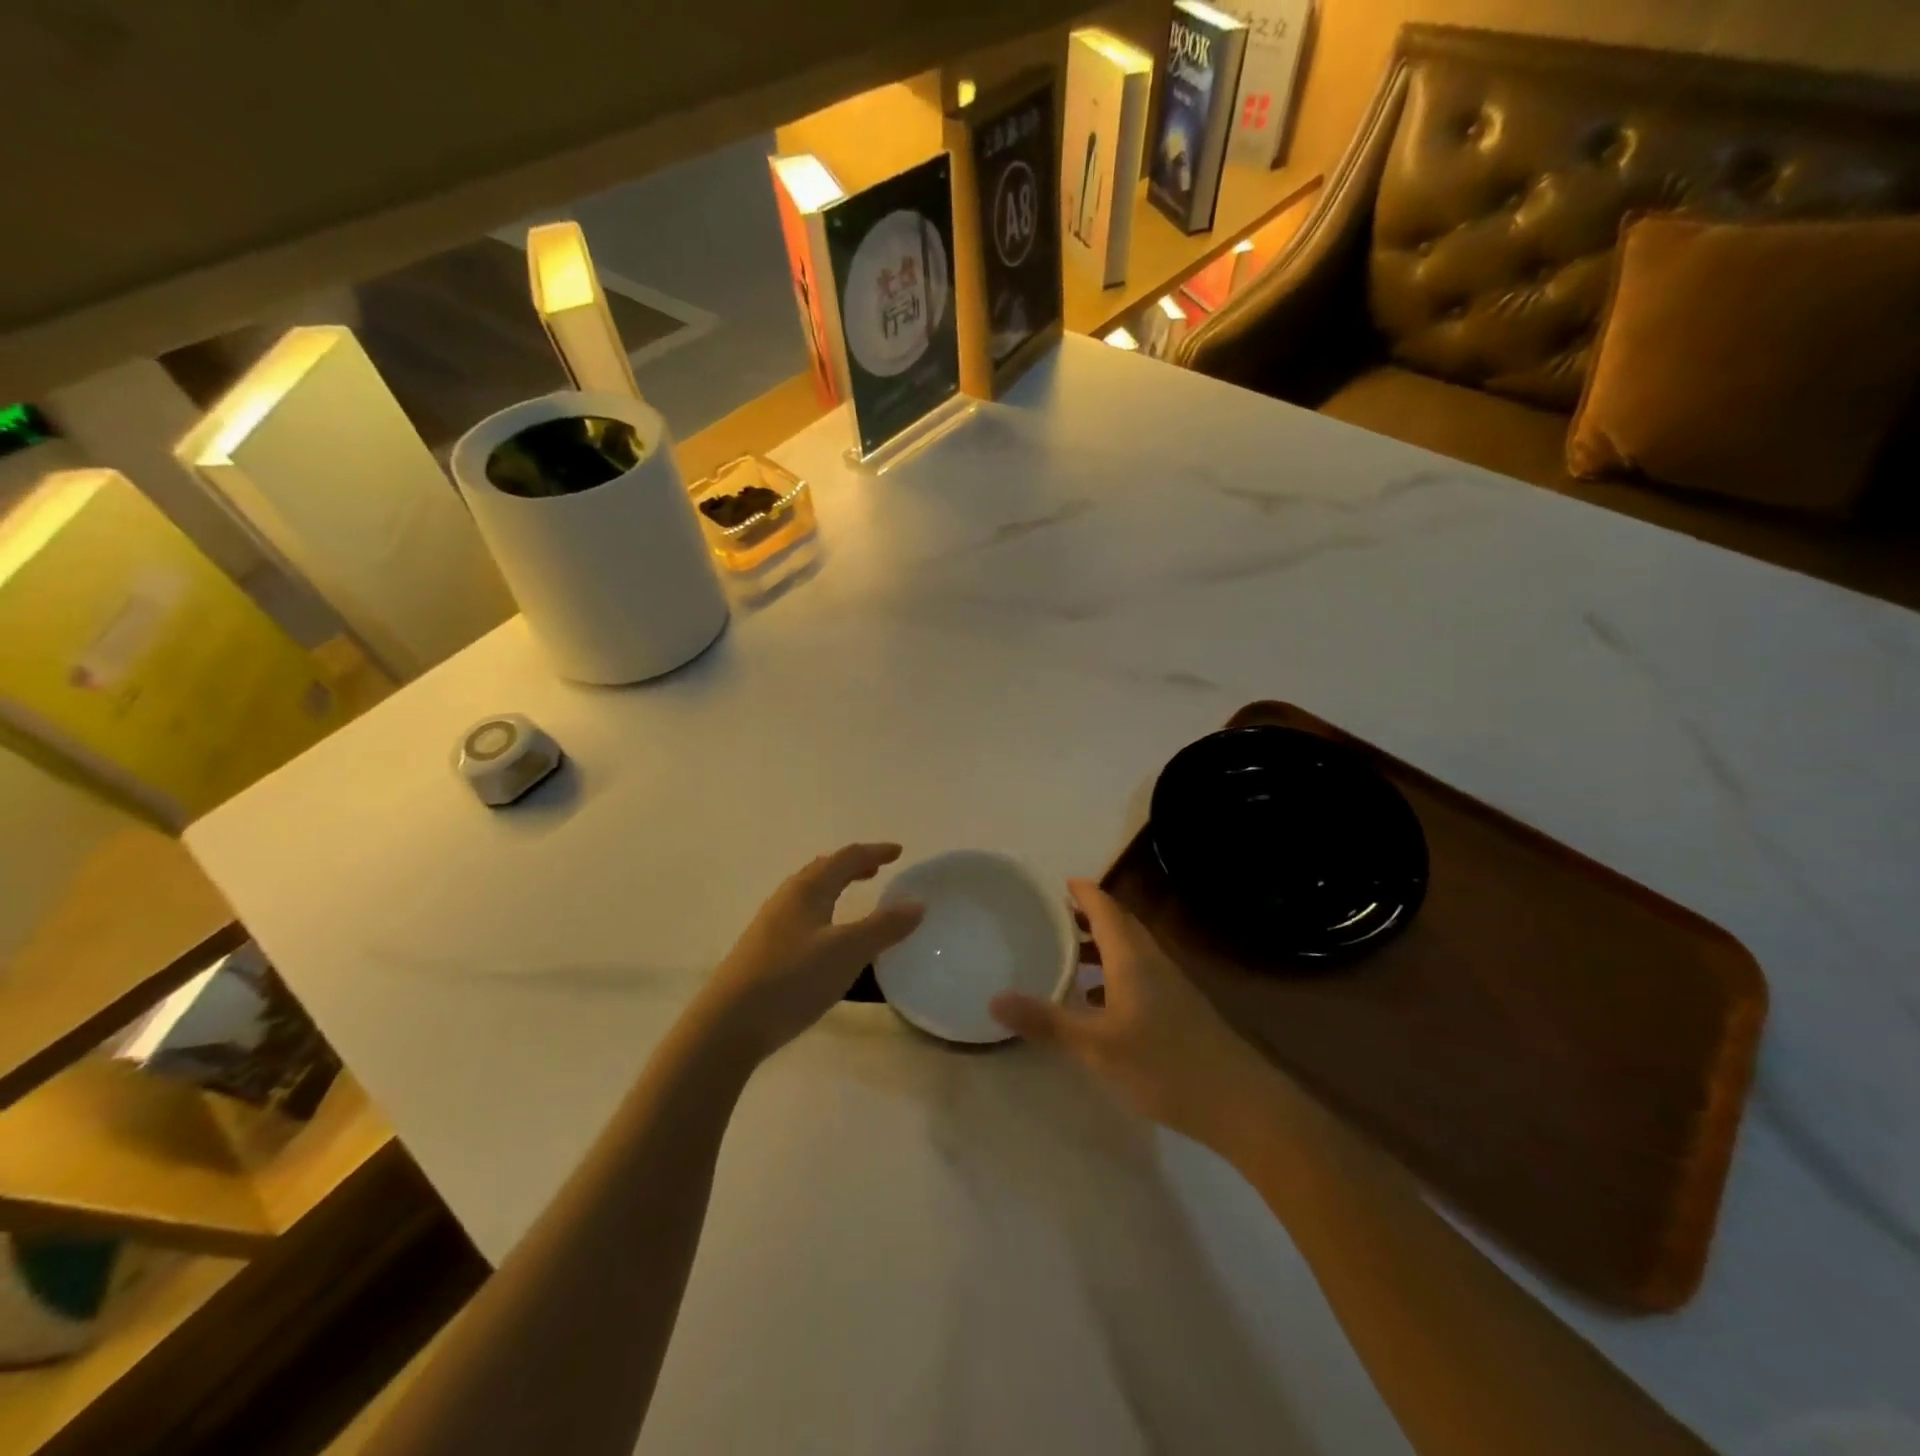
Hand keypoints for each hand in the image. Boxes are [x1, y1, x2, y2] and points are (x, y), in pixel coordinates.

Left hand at [700, 844, 923, 1061]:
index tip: (898, 852)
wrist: (729, 1023)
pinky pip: (800, 914)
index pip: (846, 858)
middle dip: (852, 865)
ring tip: (853, 896)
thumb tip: (917, 903)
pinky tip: (825, 936)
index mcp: (808, 889)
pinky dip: (822, 910)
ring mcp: (770, 924)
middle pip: (823, 869)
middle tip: (877, 870)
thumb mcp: (848, 952)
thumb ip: (884, 927)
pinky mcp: (763, 949)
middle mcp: (787, 898)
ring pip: (808, 892)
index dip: (874, 852)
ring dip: (834, 886)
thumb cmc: (793, 979)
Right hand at [990, 878, 1274, 1149]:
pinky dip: (1114, 973)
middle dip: (1089, 915)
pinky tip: (1098, 1002)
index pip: (1106, 908)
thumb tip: (994, 999)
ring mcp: (1170, 986)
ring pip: (1131, 951)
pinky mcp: (1179, 1010)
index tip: (1061, 882)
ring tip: (1069, 953)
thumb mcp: (1095, 1046)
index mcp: (1132, 958)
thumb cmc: (1163, 1064)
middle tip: (1056, 915)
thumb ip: (1046, 1021)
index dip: (1084, 892)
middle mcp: (1152, 962)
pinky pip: (1139, 974)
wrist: (1239, 1102)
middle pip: (1120, 925)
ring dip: (1101, 945)